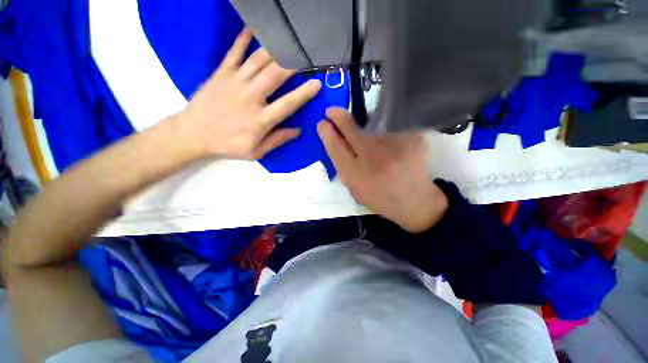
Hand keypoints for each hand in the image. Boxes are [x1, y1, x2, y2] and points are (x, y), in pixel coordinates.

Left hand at [176, 29, 321, 159]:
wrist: (193, 133)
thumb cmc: (228, 144)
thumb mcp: (255, 152)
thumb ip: (277, 140)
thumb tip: (297, 131)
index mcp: (260, 120)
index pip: (287, 104)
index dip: (303, 94)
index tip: (317, 83)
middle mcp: (250, 97)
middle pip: (275, 76)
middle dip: (292, 63)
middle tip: (305, 54)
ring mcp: (235, 82)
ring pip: (258, 61)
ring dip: (275, 50)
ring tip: (289, 41)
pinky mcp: (221, 73)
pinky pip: (234, 52)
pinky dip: (243, 39)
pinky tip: (253, 28)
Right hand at [317, 108, 448, 232]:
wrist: (415, 202)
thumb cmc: (380, 198)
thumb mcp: (355, 190)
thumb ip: (344, 168)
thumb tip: (337, 142)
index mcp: (357, 176)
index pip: (336, 148)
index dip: (327, 133)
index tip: (322, 123)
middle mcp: (373, 159)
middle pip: (352, 131)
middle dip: (339, 118)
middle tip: (332, 111)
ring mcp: (395, 147)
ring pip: (373, 131)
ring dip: (369, 135)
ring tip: (379, 152)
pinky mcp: (412, 140)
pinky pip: (391, 133)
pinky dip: (388, 139)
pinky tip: (395, 152)